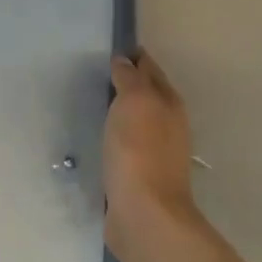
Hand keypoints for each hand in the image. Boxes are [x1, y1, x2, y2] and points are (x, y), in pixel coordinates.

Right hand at [103, 51, 196, 261]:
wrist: (144, 214)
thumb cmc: (139, 150)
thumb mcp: (134, 101)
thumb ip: (129, 78)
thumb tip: (124, 61)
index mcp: (169, 103)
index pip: (150, 68)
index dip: (133, 56)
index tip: (110, 47)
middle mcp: (167, 124)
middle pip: (146, 94)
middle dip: (127, 82)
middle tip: (96, 72)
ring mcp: (155, 152)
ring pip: (135, 120)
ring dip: (119, 111)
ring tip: (92, 102)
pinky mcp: (139, 175)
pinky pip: (125, 144)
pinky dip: (114, 136)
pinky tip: (97, 137)